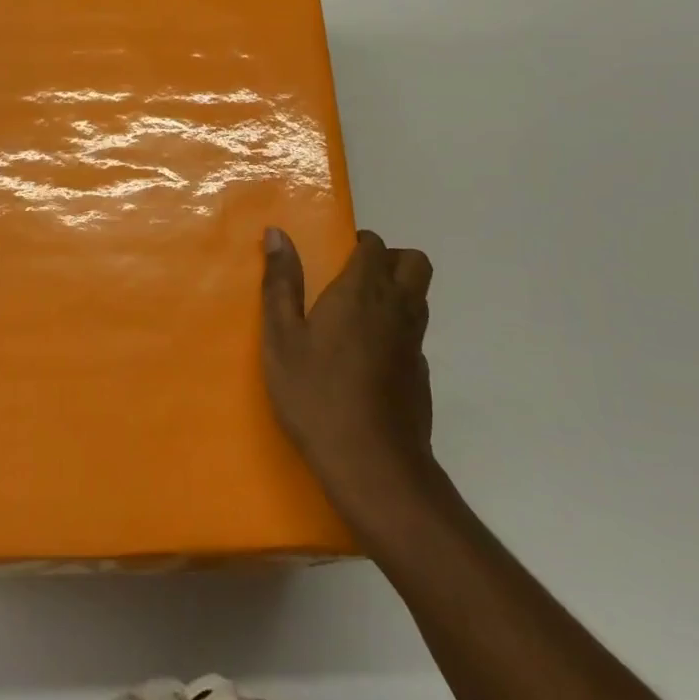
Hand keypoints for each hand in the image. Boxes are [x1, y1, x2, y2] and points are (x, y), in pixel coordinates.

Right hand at [261, 228, 437, 523]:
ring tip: (357, 315)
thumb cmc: (317, 393)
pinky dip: (397, 331)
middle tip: (354, 277)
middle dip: (389, 259)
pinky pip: (415, 336)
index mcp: (362, 291)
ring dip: (396, 292)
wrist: (373, 465)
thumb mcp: (282, 337)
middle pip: (414, 263)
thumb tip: (277, 233)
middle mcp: (397, 308)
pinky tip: (367, 359)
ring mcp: (415, 344)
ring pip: (419, 298)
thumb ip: (280, 283)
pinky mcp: (421, 376)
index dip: (358, 243)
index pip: (374, 245)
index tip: (334, 255)